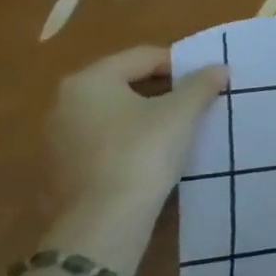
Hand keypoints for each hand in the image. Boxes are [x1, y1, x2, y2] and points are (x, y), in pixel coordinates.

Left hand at [44, 46, 227, 271]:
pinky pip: (101, 141)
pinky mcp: (60, 169)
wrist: (105, 219)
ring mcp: (56, 138)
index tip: (207, 79)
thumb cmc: (143, 151)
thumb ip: (201, 84)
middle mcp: (64, 102)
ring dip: (144, 115)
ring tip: (177, 130)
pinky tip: (151, 156)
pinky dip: (127, 140)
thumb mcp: (182, 113)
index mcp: (89, 80)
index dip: (180, 63)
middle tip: (195, 102)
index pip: (143, 57)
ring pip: (111, 114)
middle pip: (123, 83)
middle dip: (161, 89)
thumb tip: (219, 68)